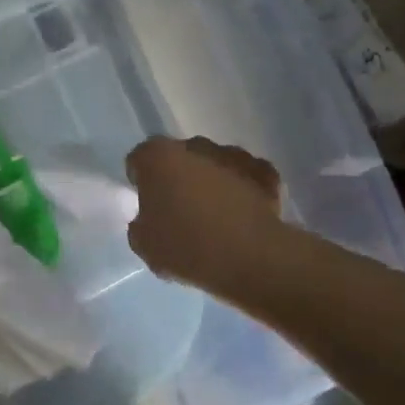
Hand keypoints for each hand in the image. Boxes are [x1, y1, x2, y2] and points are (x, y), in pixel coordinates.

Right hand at [125, 136, 283, 292]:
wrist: (251, 258)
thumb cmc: (186, 247)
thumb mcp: (143, 244)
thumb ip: (140, 223)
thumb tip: (148, 219)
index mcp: (157, 157)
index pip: (138, 160)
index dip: (139, 181)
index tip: (146, 204)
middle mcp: (194, 146)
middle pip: (177, 158)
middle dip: (176, 177)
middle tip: (178, 210)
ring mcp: (233, 155)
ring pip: (214, 164)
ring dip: (211, 181)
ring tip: (214, 216)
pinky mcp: (265, 172)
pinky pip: (246, 176)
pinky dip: (244, 188)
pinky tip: (243, 215)